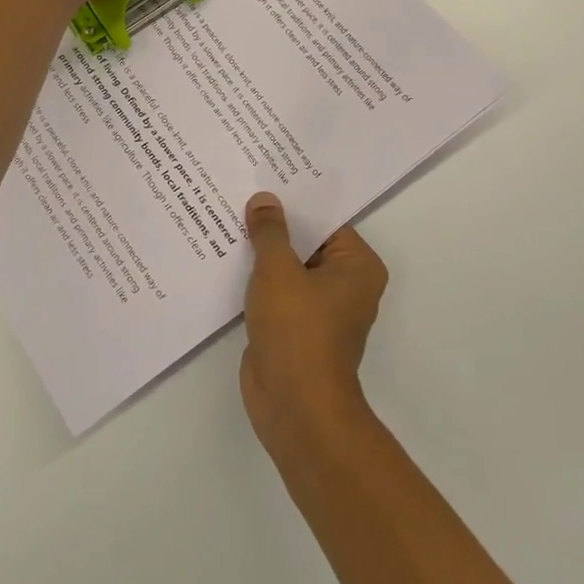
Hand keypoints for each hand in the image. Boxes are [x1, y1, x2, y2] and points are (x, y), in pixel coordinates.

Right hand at [239, 193, 388, 447]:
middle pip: (306, 242)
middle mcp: (345, 284)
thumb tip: (264, 200)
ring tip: (227, 217)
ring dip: (261, 252)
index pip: (325, 220)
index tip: (264, 179)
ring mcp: (320, 308)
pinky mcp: (295, 327)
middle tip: (239, 192)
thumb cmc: (297, 328)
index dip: (294, 201)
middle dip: (274, 225)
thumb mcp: (278, 270)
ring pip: (288, 267)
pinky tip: (225, 258)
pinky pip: (276, 291)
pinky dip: (256, 279)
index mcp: (357, 265)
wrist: (294, 404)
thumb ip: (270, 231)